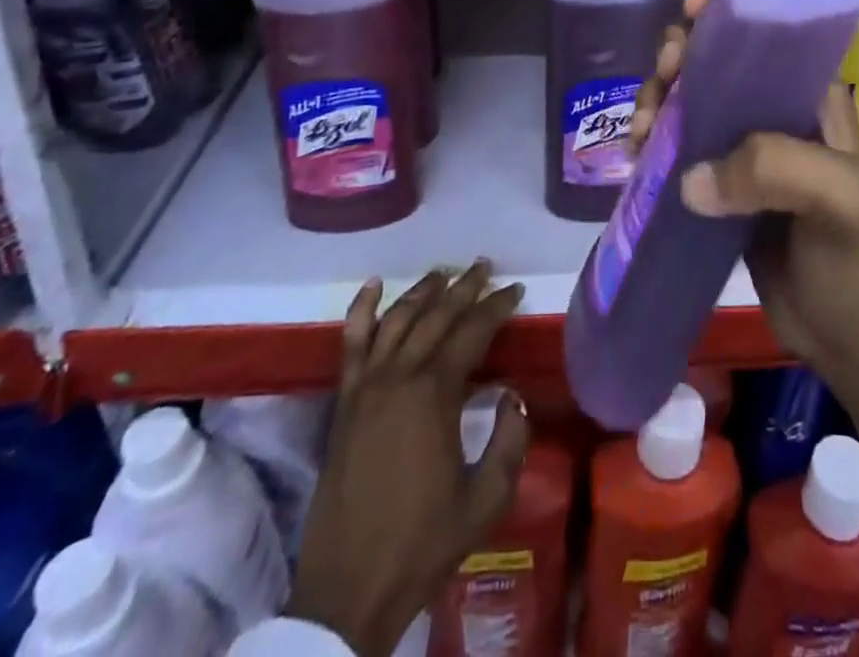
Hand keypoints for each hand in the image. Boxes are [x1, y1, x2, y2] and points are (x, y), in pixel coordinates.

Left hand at [289, 263, 528, 655]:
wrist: (348, 591)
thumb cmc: (423, 544)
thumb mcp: (486, 499)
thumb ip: (509, 440)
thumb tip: (511, 396)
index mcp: (435, 395)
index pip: (472, 332)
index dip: (497, 307)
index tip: (515, 290)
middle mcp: (399, 378)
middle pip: (436, 316)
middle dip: (464, 288)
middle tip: (485, 267)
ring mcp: (366, 388)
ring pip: (397, 320)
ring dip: (422, 292)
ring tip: (444, 273)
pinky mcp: (344, 404)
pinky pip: (351, 345)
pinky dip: (361, 311)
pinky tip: (374, 286)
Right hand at [637, 0, 858, 505]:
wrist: (848, 339)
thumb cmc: (855, 263)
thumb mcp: (838, 204)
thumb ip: (776, 170)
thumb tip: (690, 178)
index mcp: (811, 99)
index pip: (766, 38)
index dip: (724, 18)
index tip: (686, 20)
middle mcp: (776, 114)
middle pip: (716, 65)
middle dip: (679, 63)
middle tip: (658, 92)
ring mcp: (747, 152)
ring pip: (691, 104)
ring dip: (658, 104)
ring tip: (642, 134)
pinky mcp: (723, 187)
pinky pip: (680, 149)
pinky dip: (654, 144)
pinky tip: (638, 157)